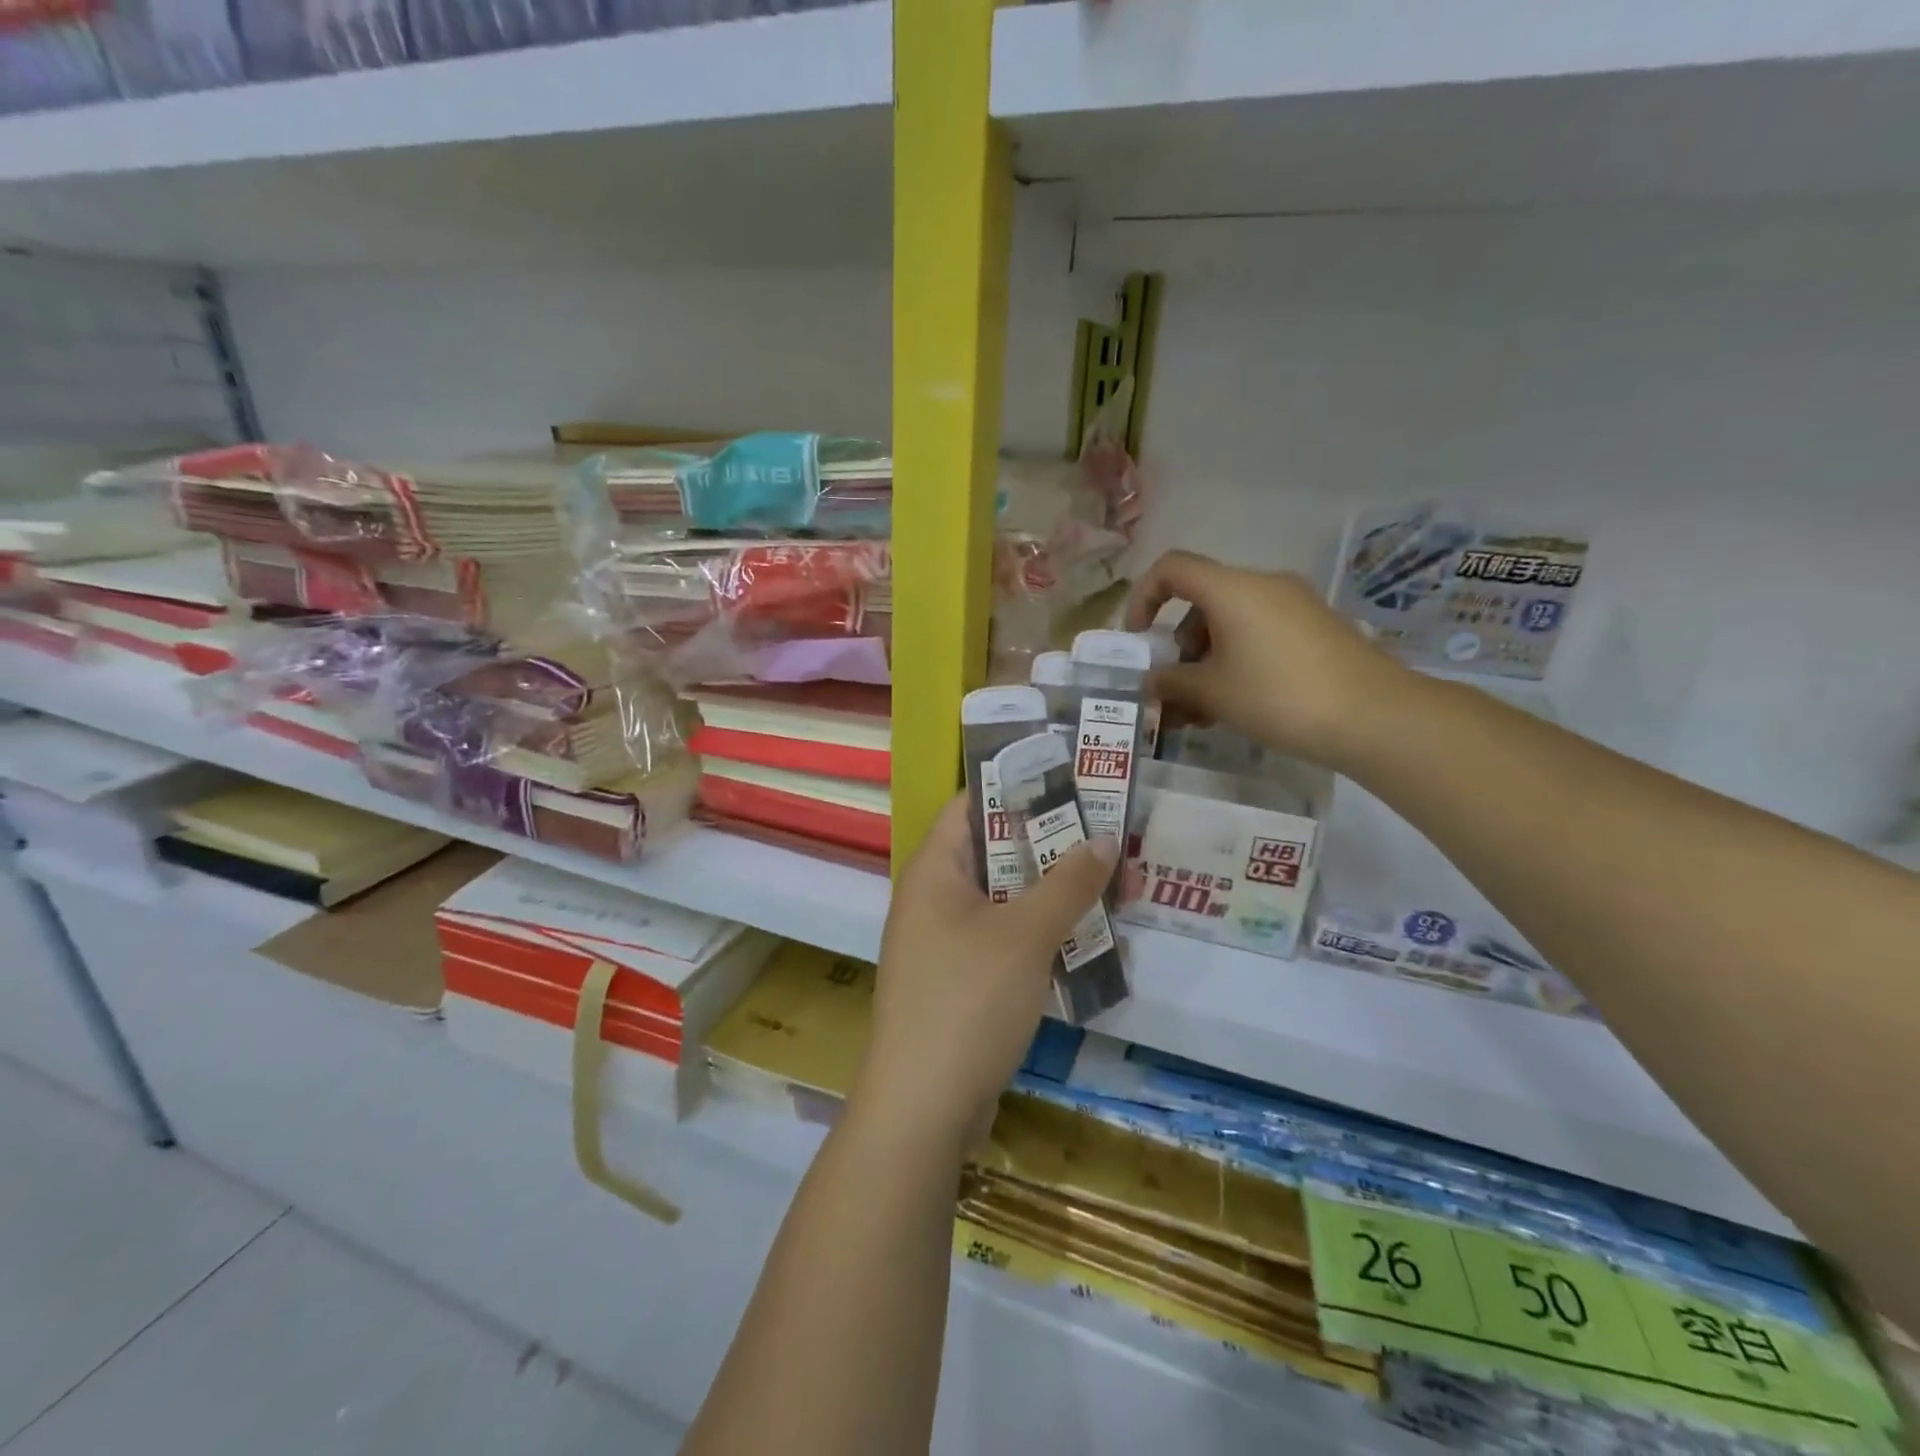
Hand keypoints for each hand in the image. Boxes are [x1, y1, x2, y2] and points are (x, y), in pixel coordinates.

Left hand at [856, 794, 1117, 1151]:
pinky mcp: (959, 981)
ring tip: (1108, 879)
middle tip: (1105, 830)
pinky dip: (1040, 933)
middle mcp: (933, 897)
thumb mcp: (1026, 934)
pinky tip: (1085, 938)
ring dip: (1051, 891)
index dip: (1018, 785)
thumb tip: (1104, 836)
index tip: (1071, 778)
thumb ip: (1068, 882)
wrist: (922, 1108)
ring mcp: (943, 942)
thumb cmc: (968, 1001)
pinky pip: (1004, 940)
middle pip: (994, 851)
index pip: (972, 803)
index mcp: (934, 869)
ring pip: (1004, 899)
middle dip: (1049, 842)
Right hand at [1125, 549, 1411, 771]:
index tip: (1138, 638)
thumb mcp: (1212, 693)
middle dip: (1177, 644)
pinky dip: (1236, 660)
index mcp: (1232, 589)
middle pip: (1202, 601)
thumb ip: (1170, 682)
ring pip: (1231, 622)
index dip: (1143, 597)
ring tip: (1201, 710)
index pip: (1171, 568)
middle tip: (1172, 689)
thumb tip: (1150, 680)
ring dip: (1206, 659)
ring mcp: (1295, 605)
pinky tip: (1236, 704)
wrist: (1375, 716)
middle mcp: (1263, 585)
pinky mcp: (1316, 628)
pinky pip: (1260, 633)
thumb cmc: (1278, 696)